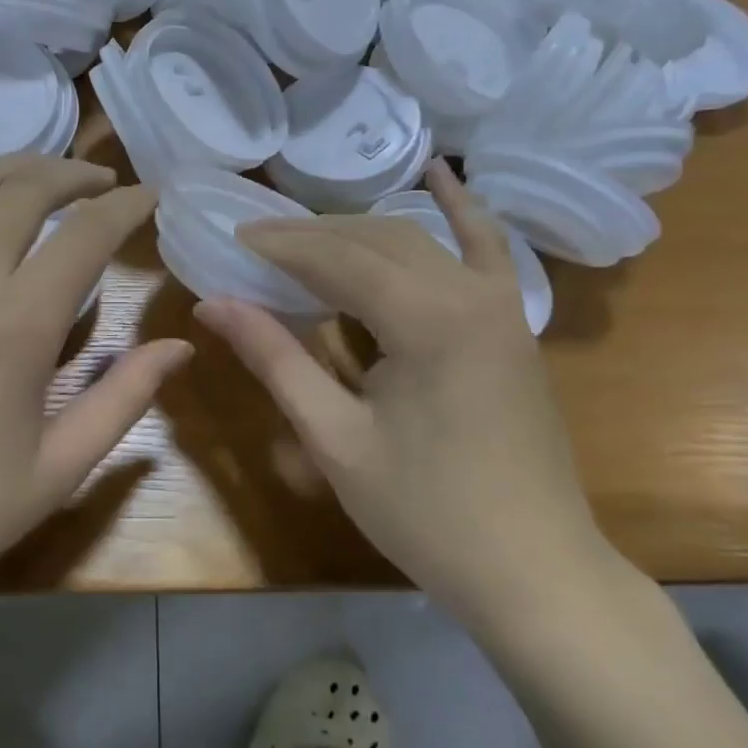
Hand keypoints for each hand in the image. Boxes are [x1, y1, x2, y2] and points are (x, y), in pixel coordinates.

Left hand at [0, 120, 189, 647]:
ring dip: (15, 165)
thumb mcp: (55, 472)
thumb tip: (180, 347)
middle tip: (104, 184)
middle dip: (75, 175)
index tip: (151, 198)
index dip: (126, 207)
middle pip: (27, 191)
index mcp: (18, 326)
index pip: (87, 235)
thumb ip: (122, 401)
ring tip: (47, 172)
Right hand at [194, 161, 614, 622]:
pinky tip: (438, 175)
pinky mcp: (512, 324)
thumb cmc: (426, 512)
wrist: (534, 572)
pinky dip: (460, 210)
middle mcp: (469, 292)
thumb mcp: (335, 437)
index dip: (280, 245)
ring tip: (306, 237)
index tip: (233, 237)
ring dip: (358, 231)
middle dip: (312, 235)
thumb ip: (276, 359)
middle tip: (257, 243)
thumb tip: (213, 304)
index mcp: (426, 319)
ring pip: (417, 241)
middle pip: (375, 239)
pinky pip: (486, 249)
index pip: (337, 258)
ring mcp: (500, 304)